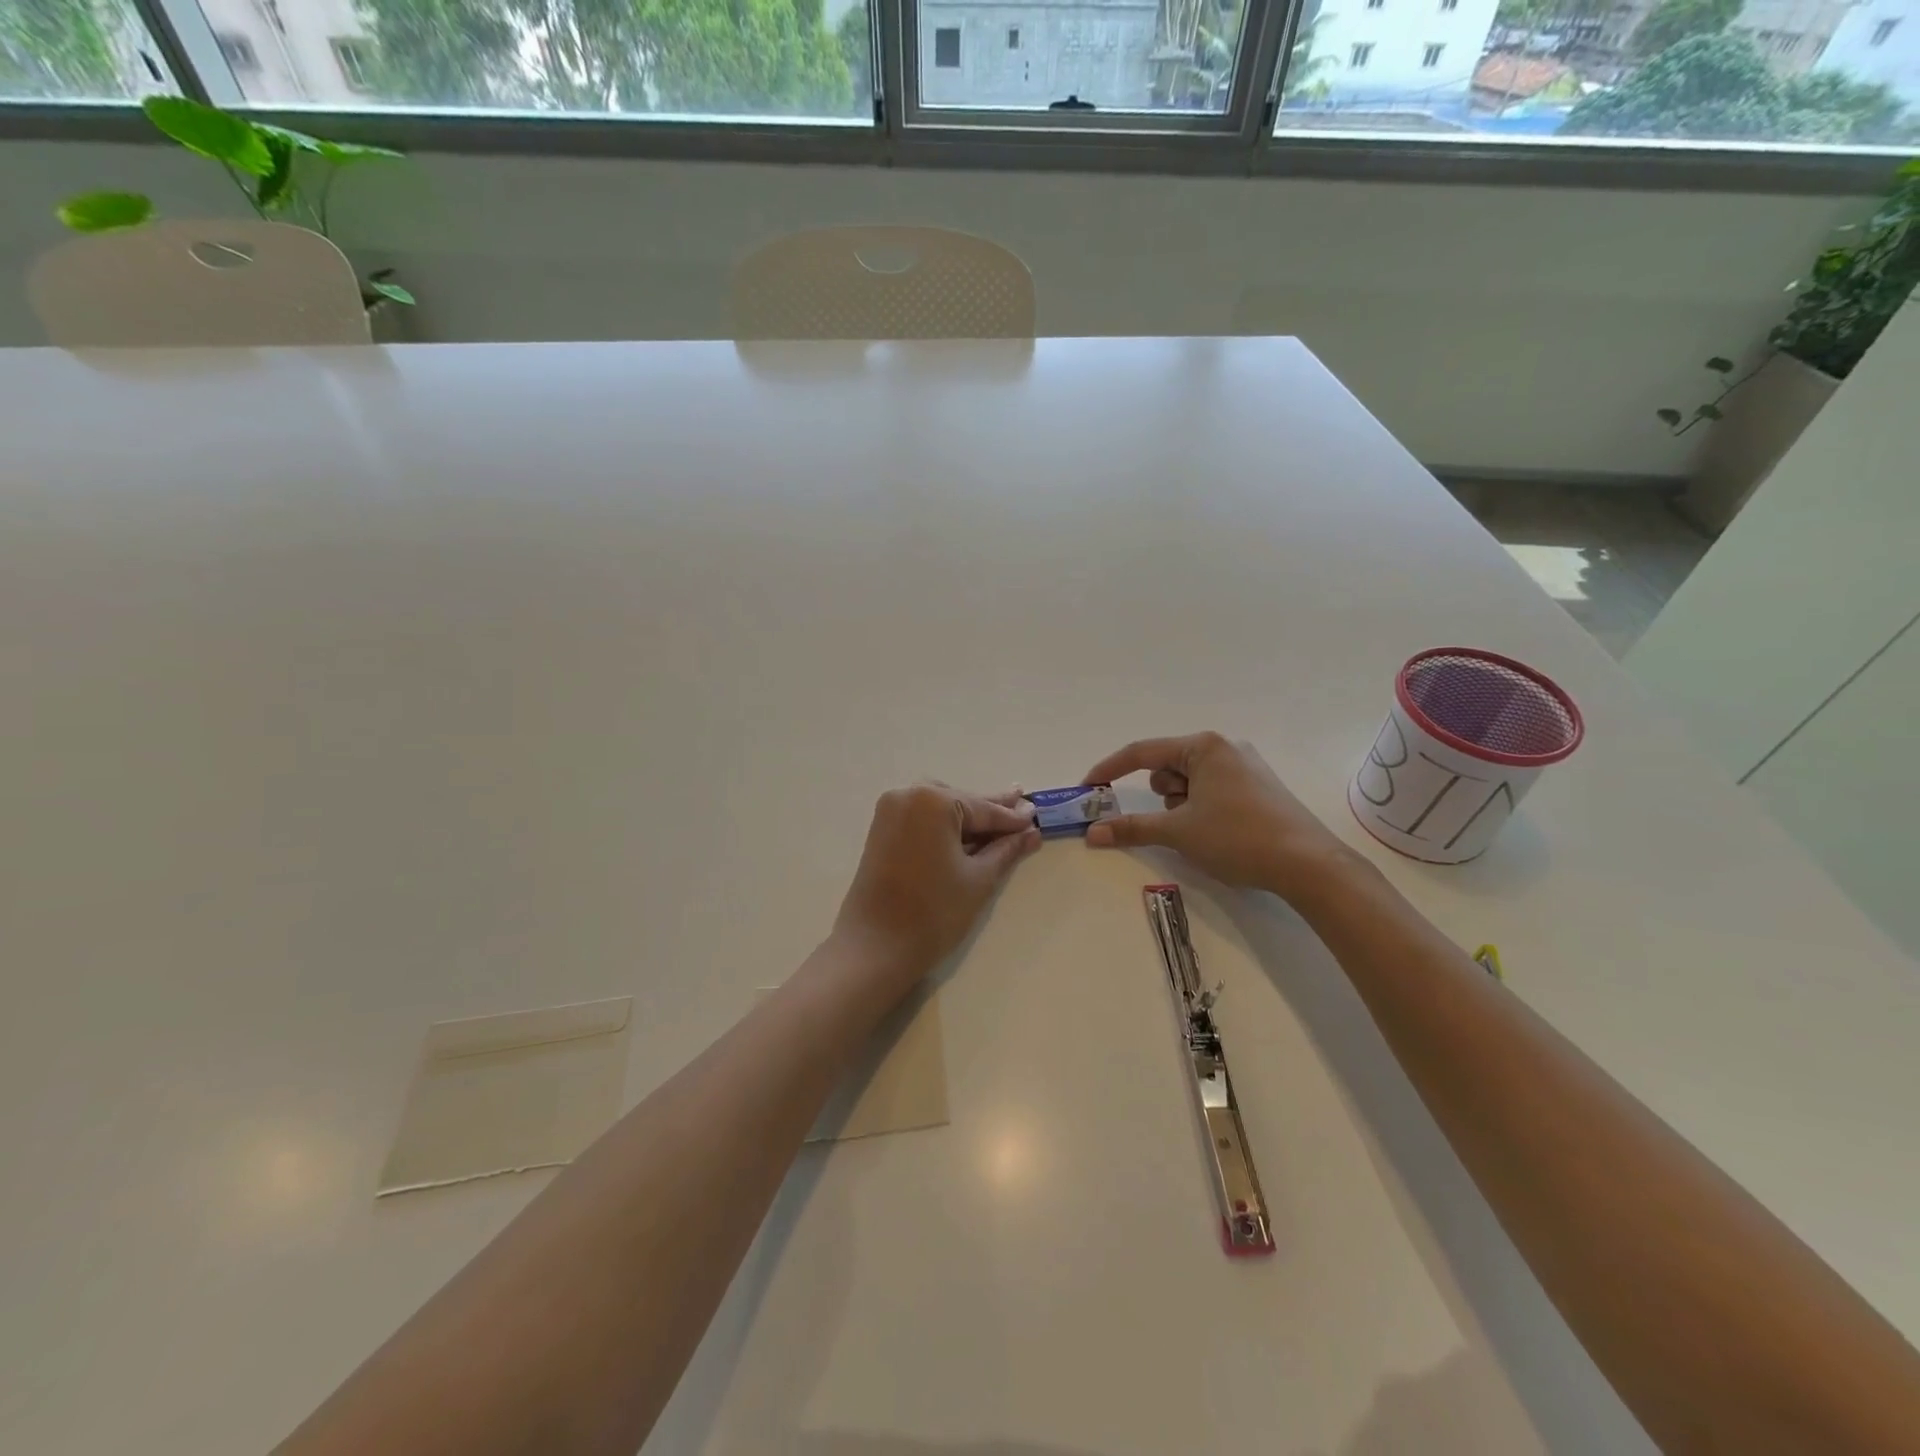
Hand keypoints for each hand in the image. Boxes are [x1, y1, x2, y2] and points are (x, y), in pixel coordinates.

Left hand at [833, 784, 1041, 981]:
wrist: (875, 947)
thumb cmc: (933, 912)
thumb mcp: (978, 879)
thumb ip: (1006, 850)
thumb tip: (1031, 832)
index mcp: (933, 800)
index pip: (983, 808)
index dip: (1012, 817)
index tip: (1037, 815)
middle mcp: (908, 795)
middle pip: (961, 802)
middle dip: (990, 813)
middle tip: (1023, 811)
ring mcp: (890, 811)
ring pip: (941, 809)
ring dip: (968, 818)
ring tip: (999, 824)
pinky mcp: (881, 830)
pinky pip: (922, 819)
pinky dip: (945, 826)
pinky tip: (968, 835)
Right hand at [1082, 733, 1354, 899]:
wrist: (1308, 864)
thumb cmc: (1237, 837)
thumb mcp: (1178, 831)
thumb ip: (1132, 828)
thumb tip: (1092, 833)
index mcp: (1204, 746)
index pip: (1142, 752)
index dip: (1110, 770)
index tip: (1088, 788)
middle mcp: (1225, 747)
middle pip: (1169, 767)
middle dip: (1163, 796)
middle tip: (1176, 822)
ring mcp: (1245, 766)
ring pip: (1190, 782)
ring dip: (1183, 806)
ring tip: (1204, 832)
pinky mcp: (1259, 787)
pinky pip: (1213, 790)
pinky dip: (1202, 809)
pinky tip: (1221, 833)